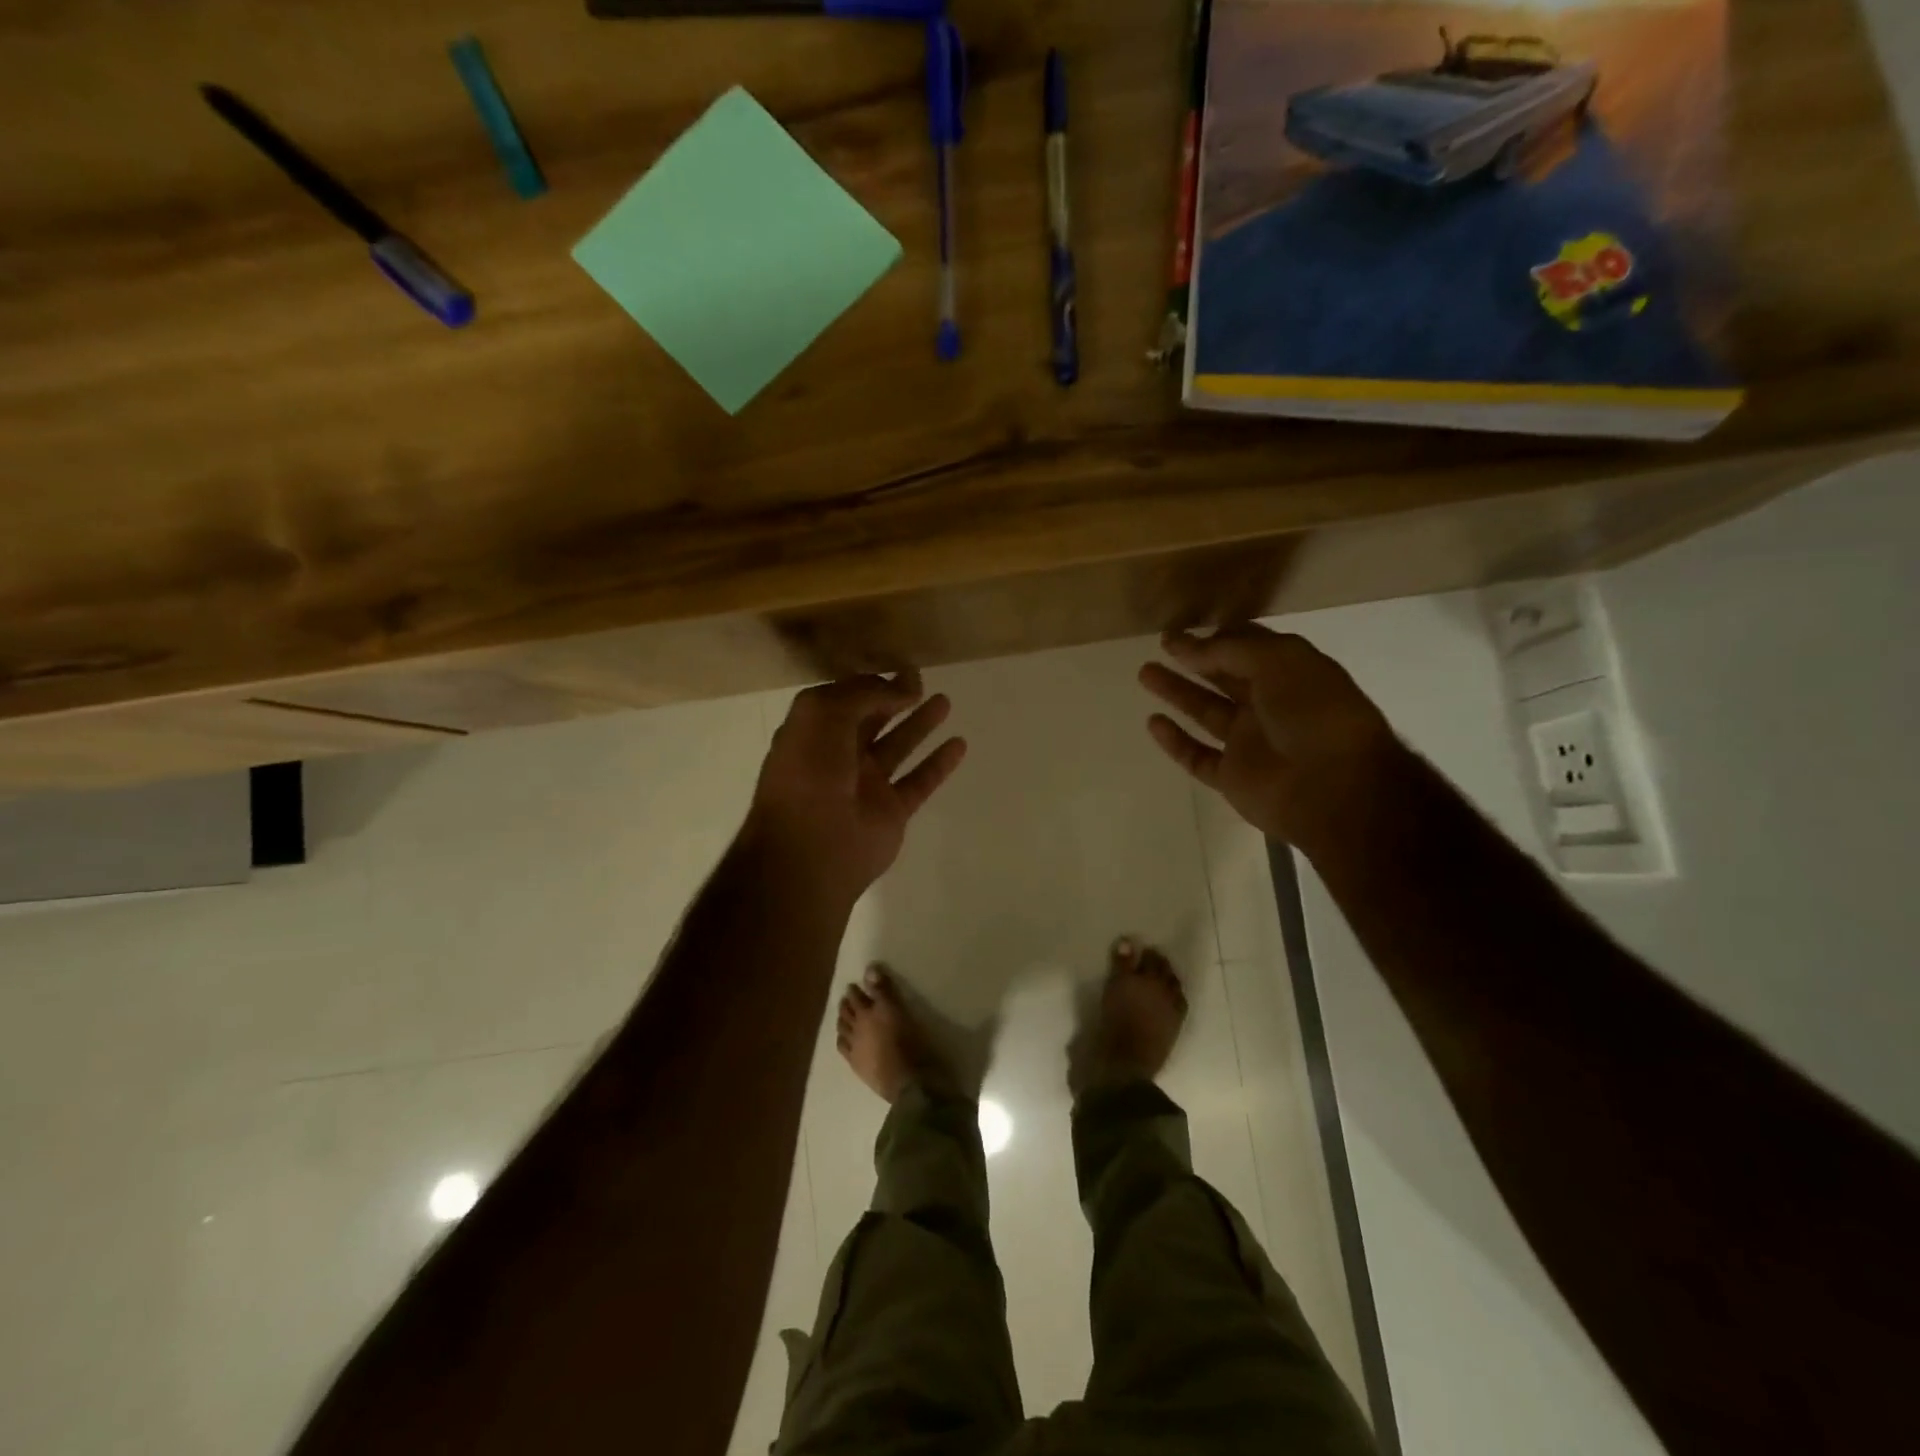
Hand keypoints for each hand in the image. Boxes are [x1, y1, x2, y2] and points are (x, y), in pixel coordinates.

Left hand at [742, 671, 966, 909]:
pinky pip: (920, 781)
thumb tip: (904, 686)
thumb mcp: (824, 714)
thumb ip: (866, 694)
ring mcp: (866, 785)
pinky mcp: (891, 811)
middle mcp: (838, 756)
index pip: (843, 699)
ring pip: (899, 746)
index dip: (868, 683)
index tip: (897, 668)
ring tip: (944, 700)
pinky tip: (959, 744)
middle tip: (921, 677)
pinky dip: (939, 763)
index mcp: (813, 732)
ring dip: (920, 724)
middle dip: (894, 697)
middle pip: (872, 719)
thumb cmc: (809, 772)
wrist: (811, 847)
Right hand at [1140, 627, 1406, 856]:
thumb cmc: (1314, 714)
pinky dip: (1175, 741)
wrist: (1333, 788)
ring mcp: (1250, 743)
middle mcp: (1271, 706)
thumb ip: (1228, 649)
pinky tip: (1152, 722)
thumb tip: (1186, 644)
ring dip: (1177, 692)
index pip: (1250, 648)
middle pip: (1224, 677)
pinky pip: (1197, 756)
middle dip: (1194, 659)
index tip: (1184, 630)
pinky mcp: (1233, 777)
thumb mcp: (1278, 661)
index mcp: (1291, 674)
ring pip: (1206, 712)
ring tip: (1144, 673)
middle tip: (1161, 645)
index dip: (1218, 637)